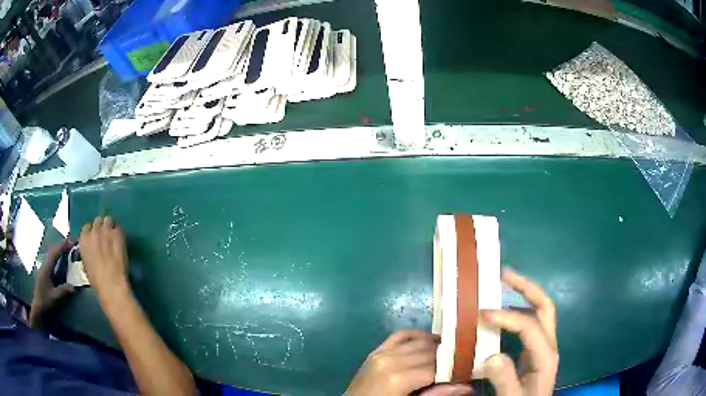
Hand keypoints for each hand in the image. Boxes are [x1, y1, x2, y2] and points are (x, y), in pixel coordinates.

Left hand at [29, 239, 74, 328]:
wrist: (38, 306)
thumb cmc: (45, 301)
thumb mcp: (55, 297)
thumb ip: (63, 290)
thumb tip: (73, 287)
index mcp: (46, 269)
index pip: (54, 254)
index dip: (62, 247)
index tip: (70, 242)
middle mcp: (44, 265)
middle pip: (52, 251)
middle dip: (60, 246)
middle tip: (69, 243)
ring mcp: (43, 268)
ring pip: (50, 254)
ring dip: (57, 250)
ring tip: (65, 248)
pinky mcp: (44, 272)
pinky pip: (50, 259)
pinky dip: (55, 255)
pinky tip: (58, 257)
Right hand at [79, 216, 128, 300]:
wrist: (111, 283)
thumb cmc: (97, 280)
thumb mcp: (86, 264)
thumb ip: (87, 251)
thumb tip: (91, 249)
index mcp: (83, 240)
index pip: (86, 227)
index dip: (91, 232)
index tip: (95, 238)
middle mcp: (93, 231)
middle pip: (97, 221)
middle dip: (101, 226)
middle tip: (105, 235)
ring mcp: (106, 231)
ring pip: (108, 220)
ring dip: (110, 226)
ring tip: (113, 235)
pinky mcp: (117, 234)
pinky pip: (118, 228)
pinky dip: (118, 232)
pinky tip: (120, 240)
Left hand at [345, 330, 471, 395]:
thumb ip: (436, 395)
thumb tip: (467, 387)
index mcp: (398, 378)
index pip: (437, 367)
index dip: (455, 369)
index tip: (467, 370)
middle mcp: (391, 360)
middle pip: (430, 352)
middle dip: (447, 357)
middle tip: (460, 363)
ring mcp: (381, 353)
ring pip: (419, 341)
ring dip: (435, 346)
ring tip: (447, 355)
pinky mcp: (376, 351)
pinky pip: (400, 335)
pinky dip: (416, 335)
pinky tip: (428, 341)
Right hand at [479, 269, 558, 395]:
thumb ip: (504, 379)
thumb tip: (490, 356)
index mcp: (546, 356)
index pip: (529, 326)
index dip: (507, 317)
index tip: (482, 314)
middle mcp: (549, 345)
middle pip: (544, 307)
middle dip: (526, 288)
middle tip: (504, 274)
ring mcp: (543, 346)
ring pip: (539, 311)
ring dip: (523, 295)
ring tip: (503, 284)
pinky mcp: (535, 350)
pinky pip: (530, 323)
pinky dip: (518, 311)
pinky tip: (503, 313)